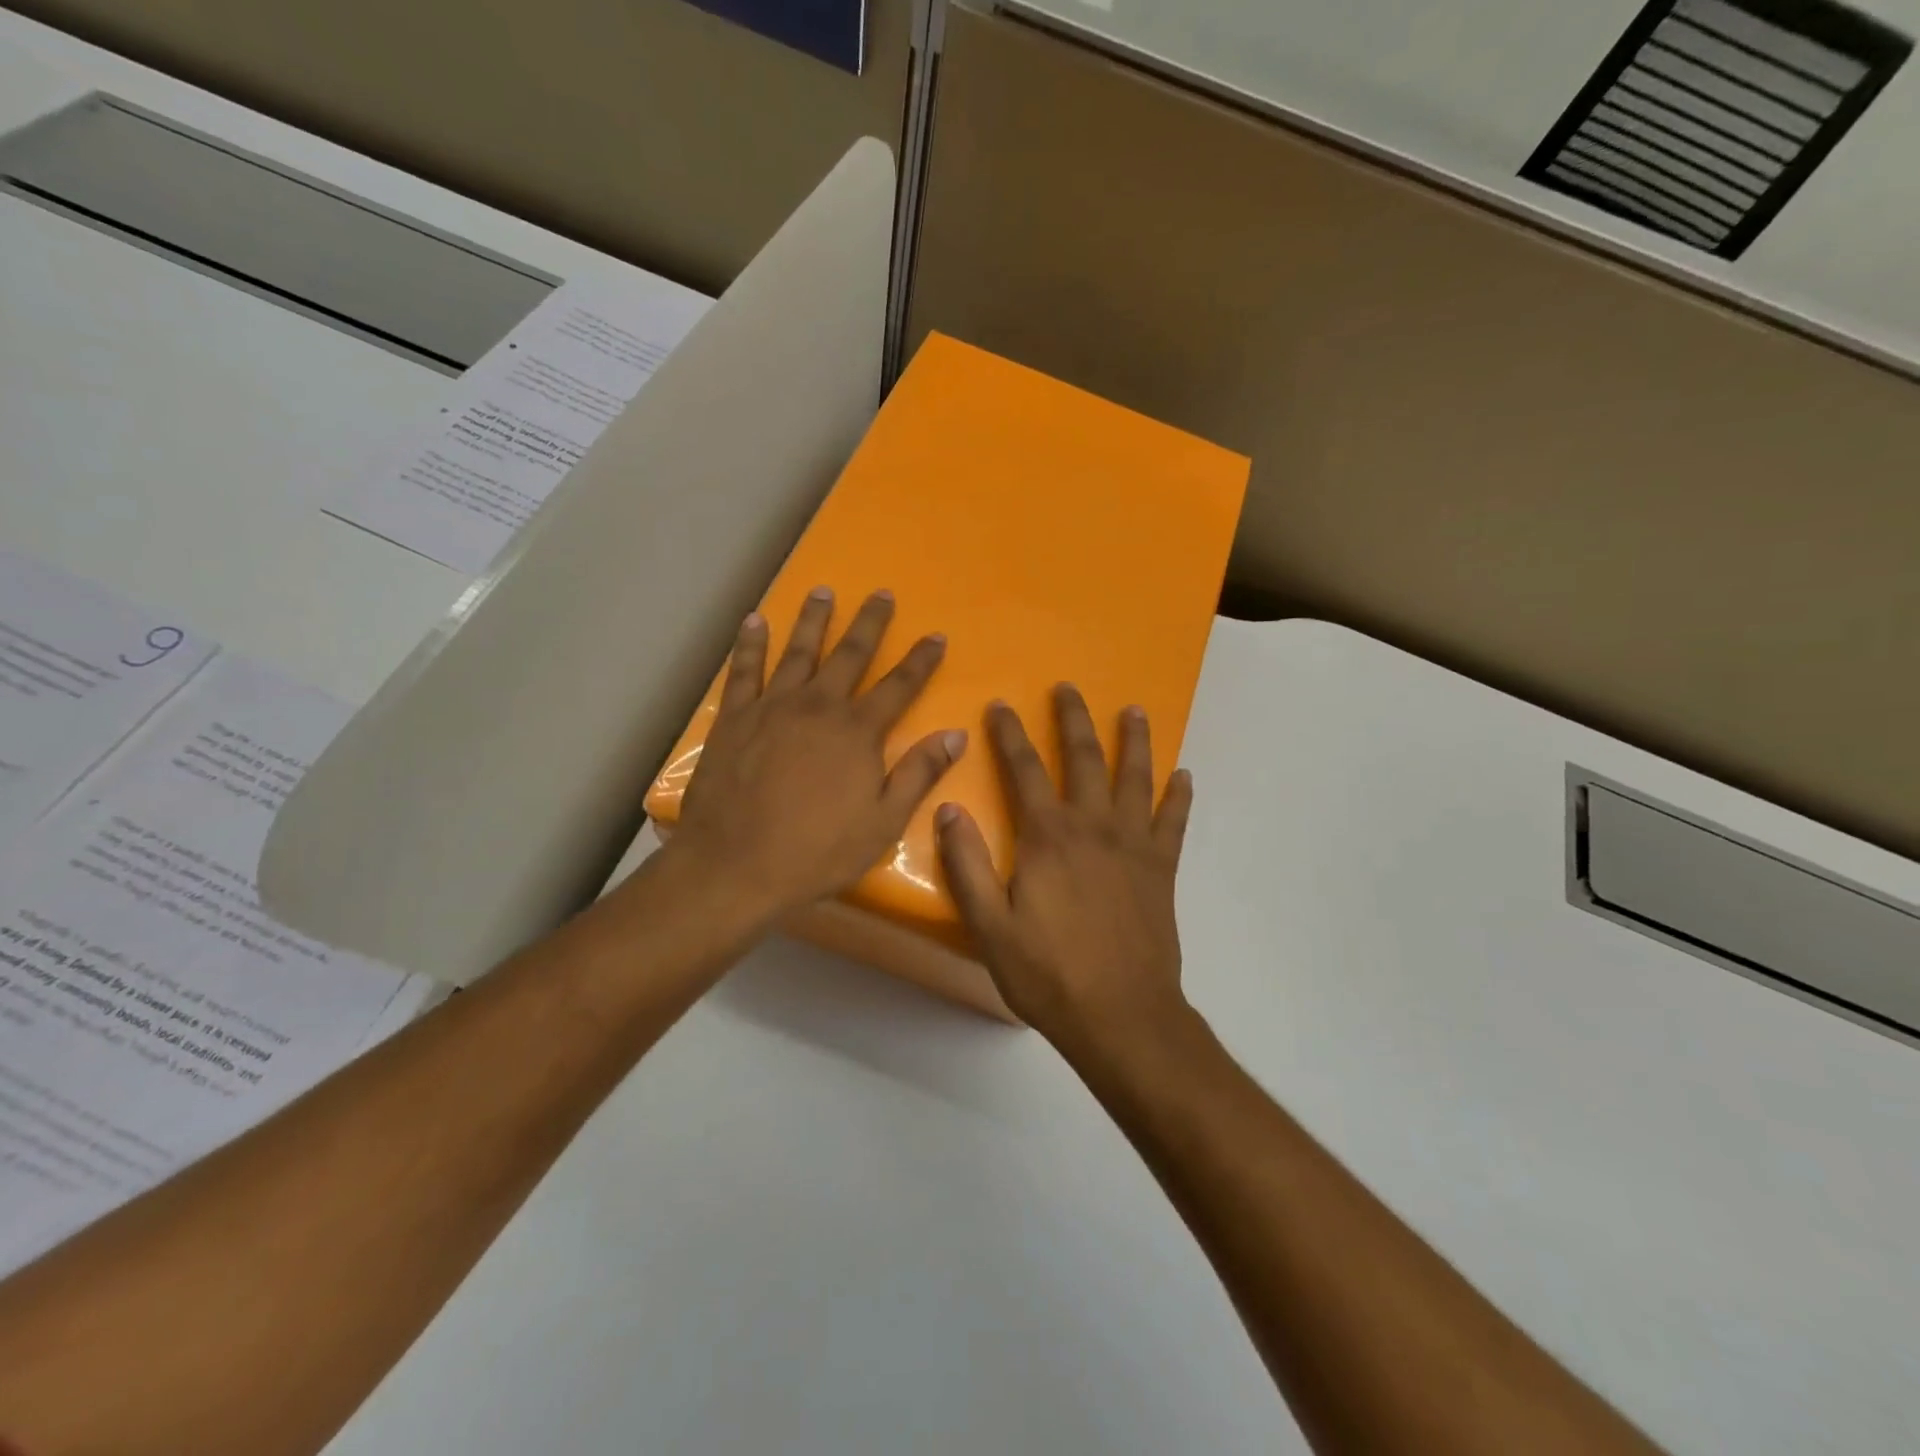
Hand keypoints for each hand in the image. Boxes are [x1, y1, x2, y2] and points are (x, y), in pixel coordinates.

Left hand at [669, 588, 967, 924]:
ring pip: (797, 651)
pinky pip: (743, 670)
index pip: (899, 686)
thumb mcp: (883, 823)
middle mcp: (818, 706)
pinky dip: (750, 644)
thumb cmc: (816, 851)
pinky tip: (755, 621)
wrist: (735, 866)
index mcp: (858, 731)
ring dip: (813, 620)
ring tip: (822, 591)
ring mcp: (772, 707)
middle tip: (881, 593)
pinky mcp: (734, 718)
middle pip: (850, 654)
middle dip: (869, 623)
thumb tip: (956, 735)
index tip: (936, 635)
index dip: (921, 660)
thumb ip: (918, 774)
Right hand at [935, 684, 1193, 1050]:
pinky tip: (1184, 775)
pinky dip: (1179, 796)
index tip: (1001, 704)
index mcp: (1048, 838)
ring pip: (1135, 778)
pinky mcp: (1162, 869)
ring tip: (1134, 710)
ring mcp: (1134, 845)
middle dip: (1072, 720)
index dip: (1009, 735)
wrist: (1122, 1015)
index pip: (1023, 770)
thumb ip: (967, 865)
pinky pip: (1174, 821)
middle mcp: (1093, 827)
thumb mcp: (990, 927)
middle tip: (1068, 688)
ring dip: (1133, 741)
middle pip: (1083, 758)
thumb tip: (948, 809)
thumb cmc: (1049, 974)